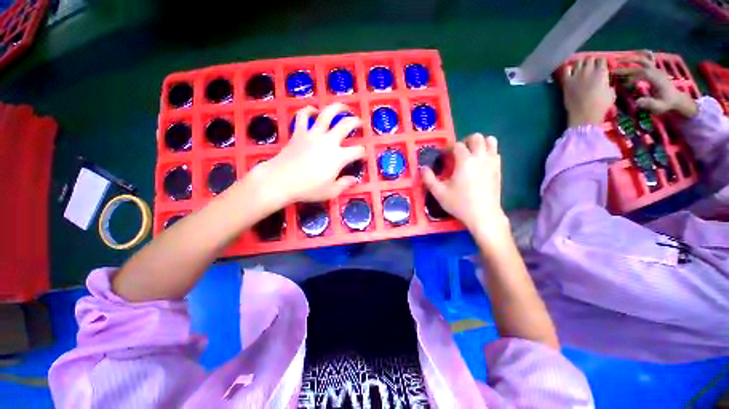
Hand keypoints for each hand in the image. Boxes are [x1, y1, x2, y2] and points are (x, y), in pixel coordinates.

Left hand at [252, 103, 364, 204]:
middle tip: (360, 122)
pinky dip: (308, 110)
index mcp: (339, 157)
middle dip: (356, 122)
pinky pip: (302, 116)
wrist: (280, 181)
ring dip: (337, 108)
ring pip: (327, 114)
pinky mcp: (299, 132)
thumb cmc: (308, 189)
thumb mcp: (330, 192)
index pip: (357, 151)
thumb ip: (344, 184)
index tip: (363, 155)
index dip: (363, 152)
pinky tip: (313, 111)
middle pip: (346, 125)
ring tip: (343, 107)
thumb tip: (354, 179)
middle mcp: (328, 141)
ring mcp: (313, 134)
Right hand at [421, 134, 508, 242]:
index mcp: (465, 161)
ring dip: (479, 144)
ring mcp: (492, 162)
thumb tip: (423, 168)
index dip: (449, 149)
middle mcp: (480, 157)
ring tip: (471, 155)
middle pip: (476, 137)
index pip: (457, 145)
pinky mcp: (499, 169)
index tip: (444, 157)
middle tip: (458, 153)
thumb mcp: (439, 193)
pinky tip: (480, 164)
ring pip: (490, 141)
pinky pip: (495, 152)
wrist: (484, 215)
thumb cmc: (460, 204)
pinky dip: (488, 152)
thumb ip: (429, 179)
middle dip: (465, 141)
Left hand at [562, 57, 615, 126]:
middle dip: (591, 62)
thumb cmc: (600, 106)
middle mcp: (589, 70)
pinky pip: (566, 70)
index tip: (600, 67)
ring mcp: (576, 75)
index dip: (601, 63)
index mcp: (602, 72)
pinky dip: (567, 68)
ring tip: (580, 68)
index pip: (602, 60)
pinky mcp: (566, 81)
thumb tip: (605, 82)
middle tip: (590, 68)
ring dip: (580, 64)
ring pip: (578, 62)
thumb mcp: (611, 93)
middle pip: (590, 59)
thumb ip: (607, 84)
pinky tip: (569, 70)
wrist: (583, 114)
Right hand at [614, 51, 697, 117]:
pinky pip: (647, 59)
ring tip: (620, 58)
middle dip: (629, 62)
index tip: (621, 82)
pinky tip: (633, 56)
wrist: (676, 99)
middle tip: (615, 65)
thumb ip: (649, 104)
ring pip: (644, 59)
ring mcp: (656, 70)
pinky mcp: (654, 70)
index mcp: (657, 79)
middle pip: (642, 62)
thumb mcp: (659, 107)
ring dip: (632, 58)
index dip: (631, 76)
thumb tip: (638, 102)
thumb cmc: (666, 104)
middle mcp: (656, 72)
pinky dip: (639, 56)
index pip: (642, 73)